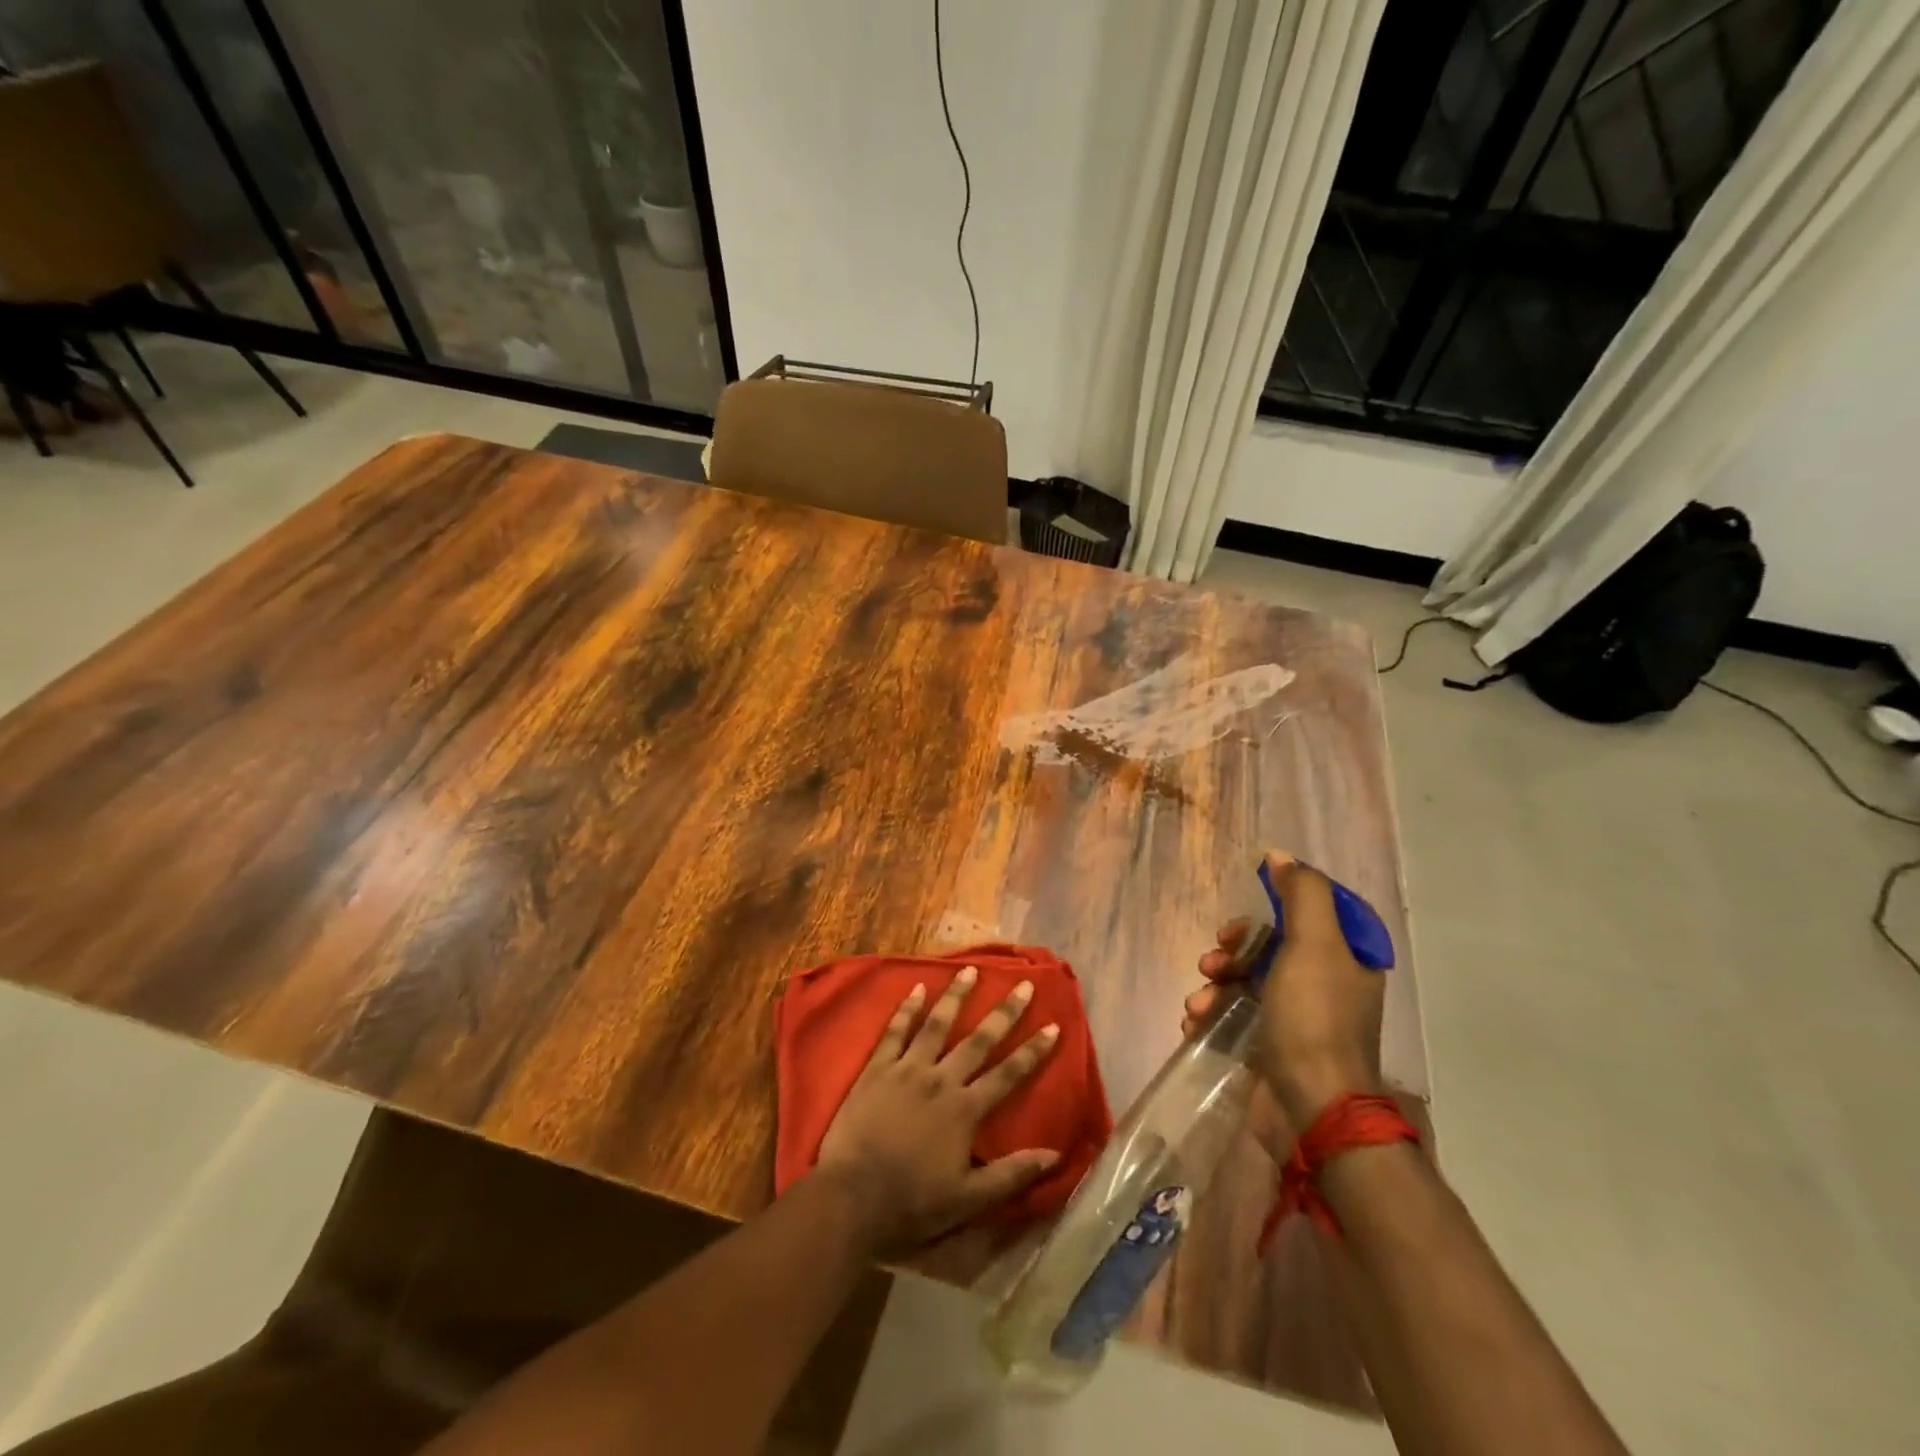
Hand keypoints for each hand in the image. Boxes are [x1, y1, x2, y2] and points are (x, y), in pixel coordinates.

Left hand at [814, 966, 1061, 1251]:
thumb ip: (1012, 1174)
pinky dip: (907, 1008)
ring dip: (956, 996)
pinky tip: (916, 988)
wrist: (852, 1198)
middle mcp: (941, 1080)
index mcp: (965, 1110)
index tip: (1053, 1025)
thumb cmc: (912, 1203)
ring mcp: (907, 1069)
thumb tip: (1055, 1154)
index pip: (1008, 1074)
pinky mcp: (877, 1068)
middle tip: (1022, 984)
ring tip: (970, 969)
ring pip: (937, 1025)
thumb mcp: (969, 1200)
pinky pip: (895, 1031)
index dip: (1033, 1051)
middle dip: (1004, 1012)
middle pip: (978, 1040)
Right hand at [1183, 851, 1383, 1146]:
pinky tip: (1195, 1023)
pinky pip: (1236, 1015)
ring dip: (1216, 985)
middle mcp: (1327, 984)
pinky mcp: (1272, 1046)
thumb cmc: (1314, 1018)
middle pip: (1272, 945)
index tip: (1249, 914)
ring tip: (1199, 1003)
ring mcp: (1299, 1018)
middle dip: (1234, 949)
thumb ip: (1302, 894)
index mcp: (1347, 959)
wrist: (1313, 1109)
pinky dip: (1213, 1014)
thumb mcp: (1313, 944)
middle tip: (1214, 959)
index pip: (1311, 913)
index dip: (1275, 907)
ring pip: (1248, 980)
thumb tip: (1280, 857)